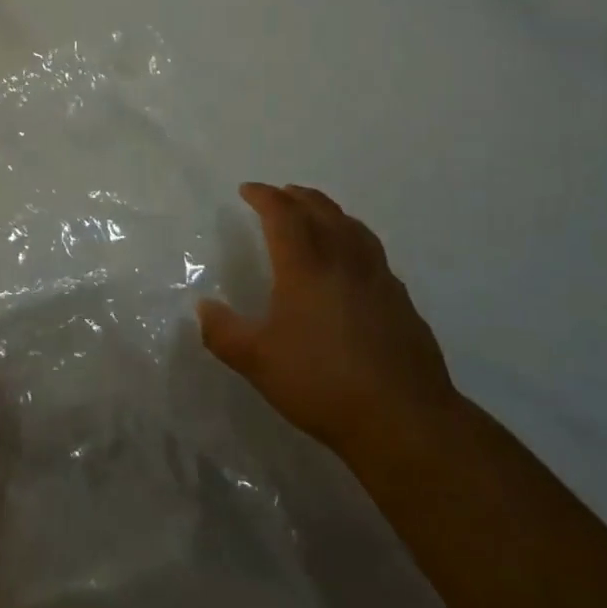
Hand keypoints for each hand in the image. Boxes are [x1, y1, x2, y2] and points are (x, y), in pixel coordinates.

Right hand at [197, 184, 457, 461]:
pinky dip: (354, 240)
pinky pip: (373, 253)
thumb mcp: (258, 362)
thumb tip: (203, 307)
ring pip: (353, 227)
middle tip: (281, 193)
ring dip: (330, 212)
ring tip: (318, 214)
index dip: (264, 197)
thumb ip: (224, 332)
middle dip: (297, 197)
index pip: (283, 215)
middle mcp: (344, 261)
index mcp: (306, 267)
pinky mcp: (402, 301)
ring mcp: (379, 279)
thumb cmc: (321, 383)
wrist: (403, 417)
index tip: (248, 190)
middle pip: (321, 211)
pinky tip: (353, 263)